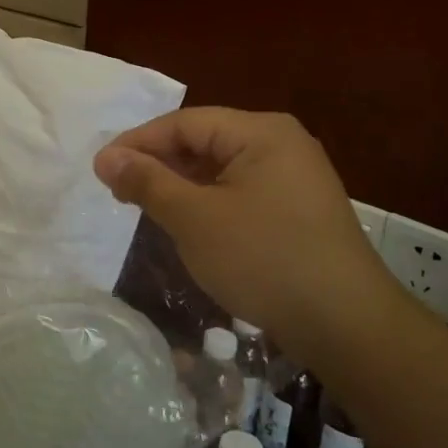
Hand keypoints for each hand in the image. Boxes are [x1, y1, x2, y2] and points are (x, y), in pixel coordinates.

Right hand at [95, 108, 395, 334]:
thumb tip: (105, 157)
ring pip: (221, 170)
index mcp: (261, 132)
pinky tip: (188, 225)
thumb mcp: (194, 218)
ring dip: (181, 186)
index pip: (185, 123)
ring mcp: (295, 178)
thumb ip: (147, 182)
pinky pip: (241, 192)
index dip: (138, 142)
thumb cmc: (264, 259)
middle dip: (159, 164)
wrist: (347, 324)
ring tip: (145, 207)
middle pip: (205, 142)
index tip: (101, 169)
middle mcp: (281, 144)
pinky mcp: (299, 210)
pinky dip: (208, 203)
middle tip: (118, 191)